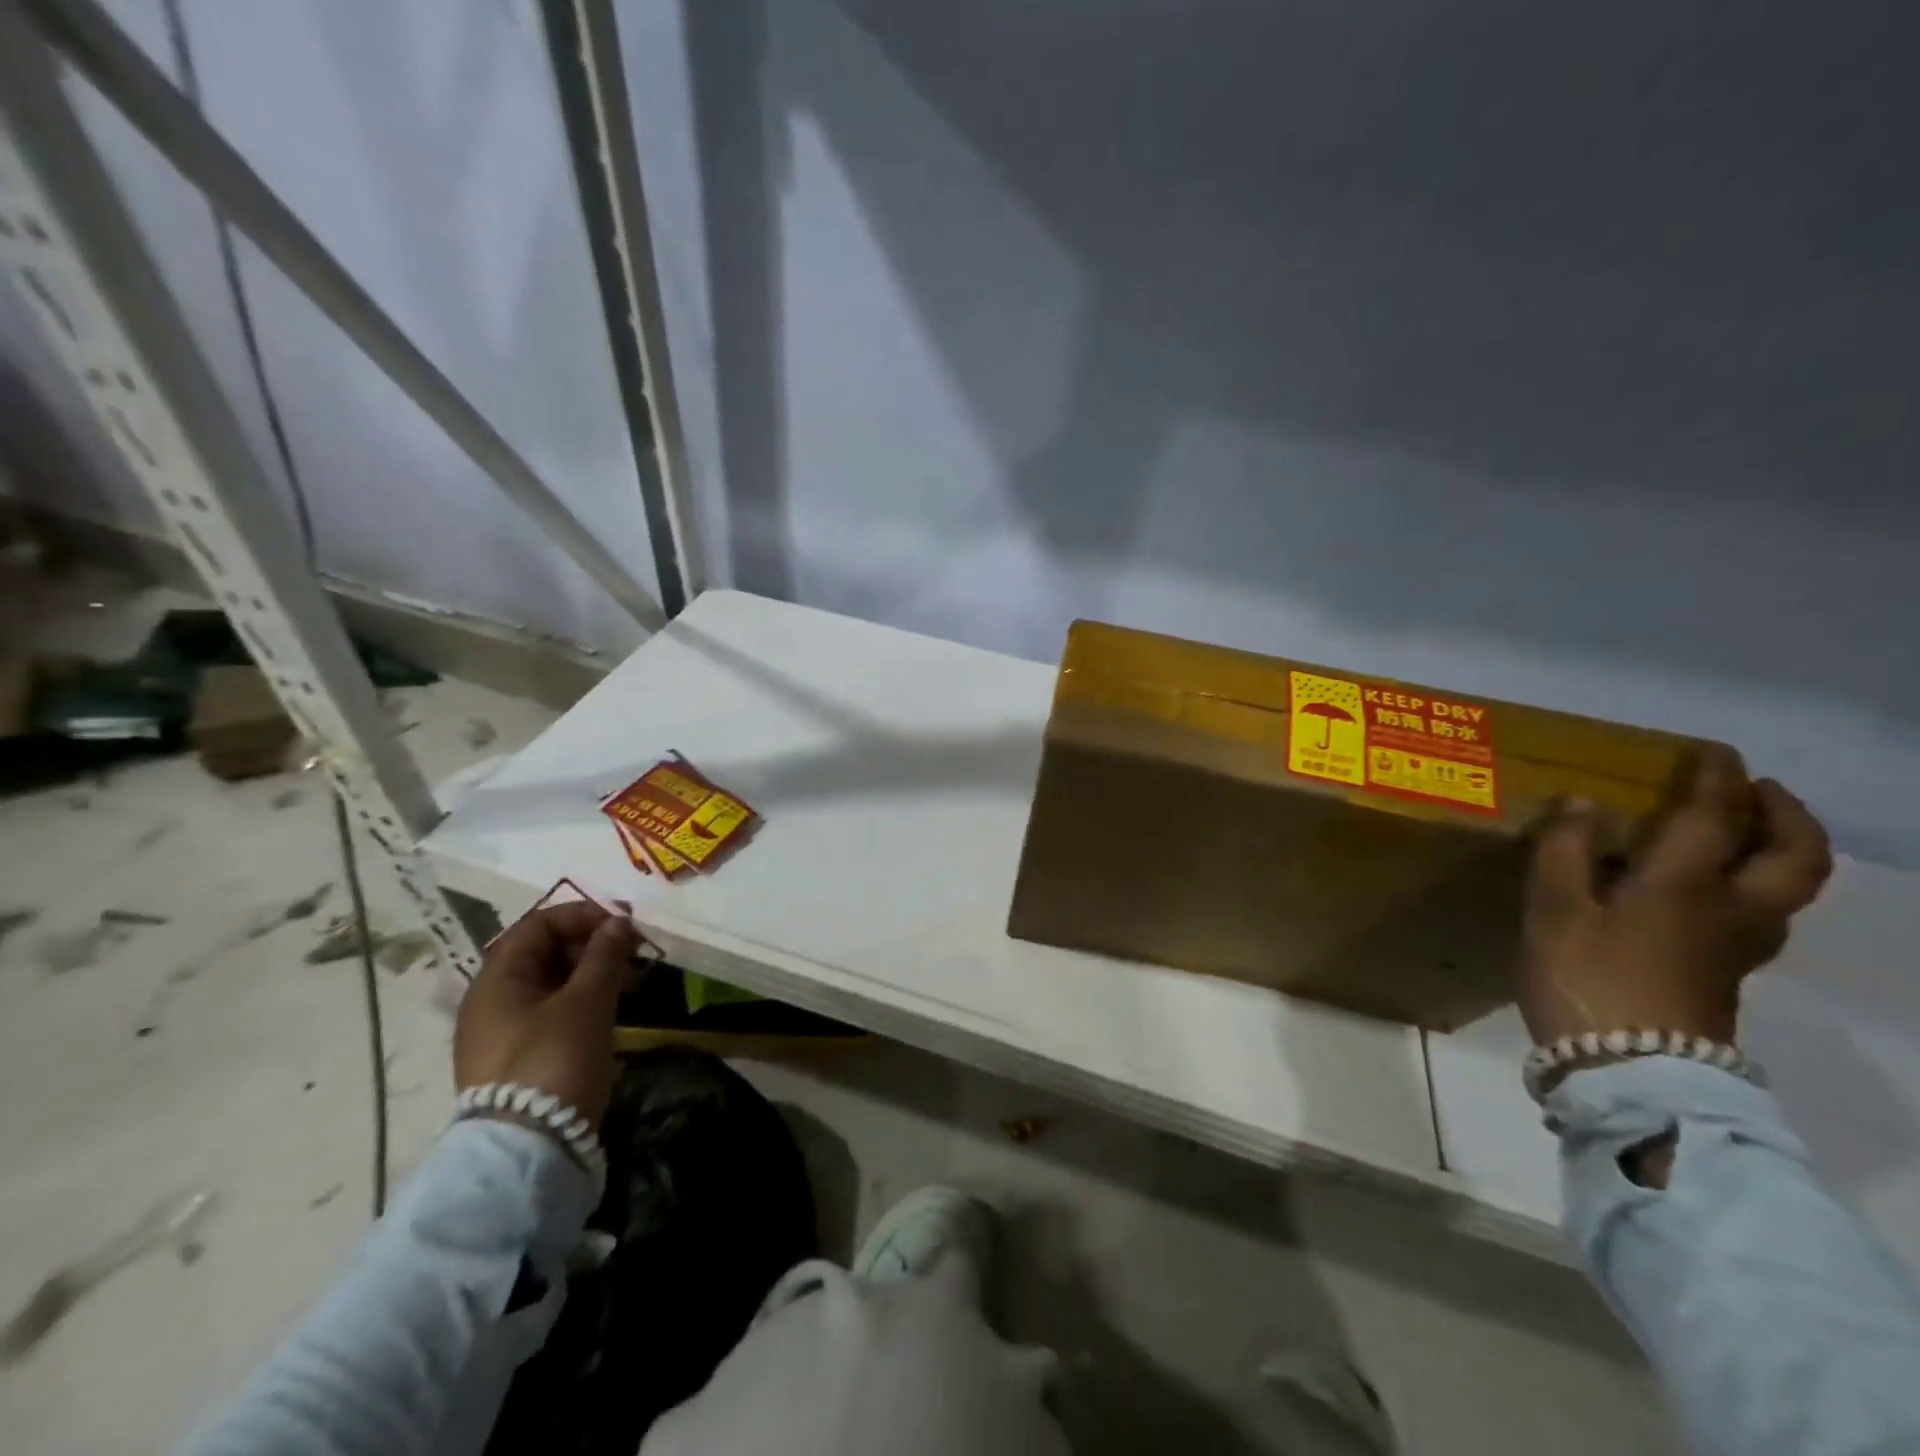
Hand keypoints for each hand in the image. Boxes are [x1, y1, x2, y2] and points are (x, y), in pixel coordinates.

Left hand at [454, 902, 638, 1129]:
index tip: (622, 924)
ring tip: (627, 981)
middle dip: (589, 944)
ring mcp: (501, 1033)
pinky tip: (609, 1011)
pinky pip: (549, 1012)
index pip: (538, 925)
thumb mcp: (588, 1001)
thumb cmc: (555, 1059)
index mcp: (497, 979)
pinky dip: (580, 1001)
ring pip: (548, 984)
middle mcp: (490, 1001)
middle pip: (541, 953)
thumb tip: (618, 922)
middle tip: (630, 952)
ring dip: (589, 973)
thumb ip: (604, 955)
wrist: (528, 1148)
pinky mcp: (516, 1060)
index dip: (582, 915)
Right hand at [1519, 744, 1831, 1047]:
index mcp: (1686, 885)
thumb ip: (1565, 849)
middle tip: (1759, 790)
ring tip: (1743, 833)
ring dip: (1780, 850)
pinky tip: (1708, 890)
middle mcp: (1730, 910)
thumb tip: (1582, 803)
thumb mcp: (1555, 908)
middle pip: (1794, 857)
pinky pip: (1758, 914)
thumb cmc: (1586, 977)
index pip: (1715, 816)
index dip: (1717, 777)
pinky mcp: (1724, 975)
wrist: (1628, 1071)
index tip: (1711, 751)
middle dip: (1786, 815)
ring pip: (1787, 890)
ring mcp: (1736, 948)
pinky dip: (1752, 885)